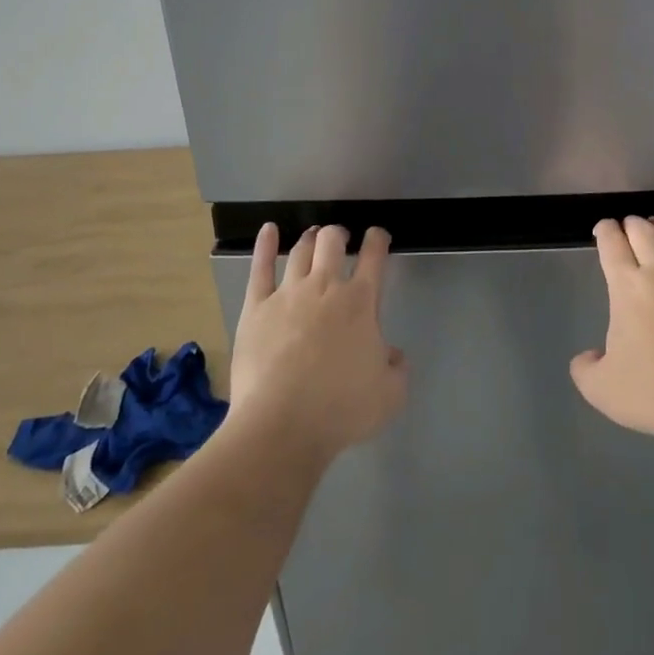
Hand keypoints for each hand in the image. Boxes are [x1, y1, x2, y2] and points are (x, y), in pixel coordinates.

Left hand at [229, 222, 407, 462]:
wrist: (282, 424)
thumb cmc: (341, 409)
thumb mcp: (390, 394)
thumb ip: (396, 368)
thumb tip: (392, 354)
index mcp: (361, 303)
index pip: (373, 257)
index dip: (377, 241)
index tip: (378, 236)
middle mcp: (325, 287)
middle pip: (332, 242)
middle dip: (339, 235)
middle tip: (341, 239)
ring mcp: (288, 294)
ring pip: (300, 251)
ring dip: (310, 239)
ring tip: (313, 235)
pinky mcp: (256, 308)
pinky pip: (260, 268)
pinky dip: (265, 245)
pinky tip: (268, 230)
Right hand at [570, 216, 653, 452]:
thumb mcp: (601, 389)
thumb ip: (585, 368)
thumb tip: (588, 356)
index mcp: (627, 288)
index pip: (612, 245)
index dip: (605, 231)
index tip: (602, 229)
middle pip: (643, 232)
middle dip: (630, 224)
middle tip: (625, 226)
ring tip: (653, 224)